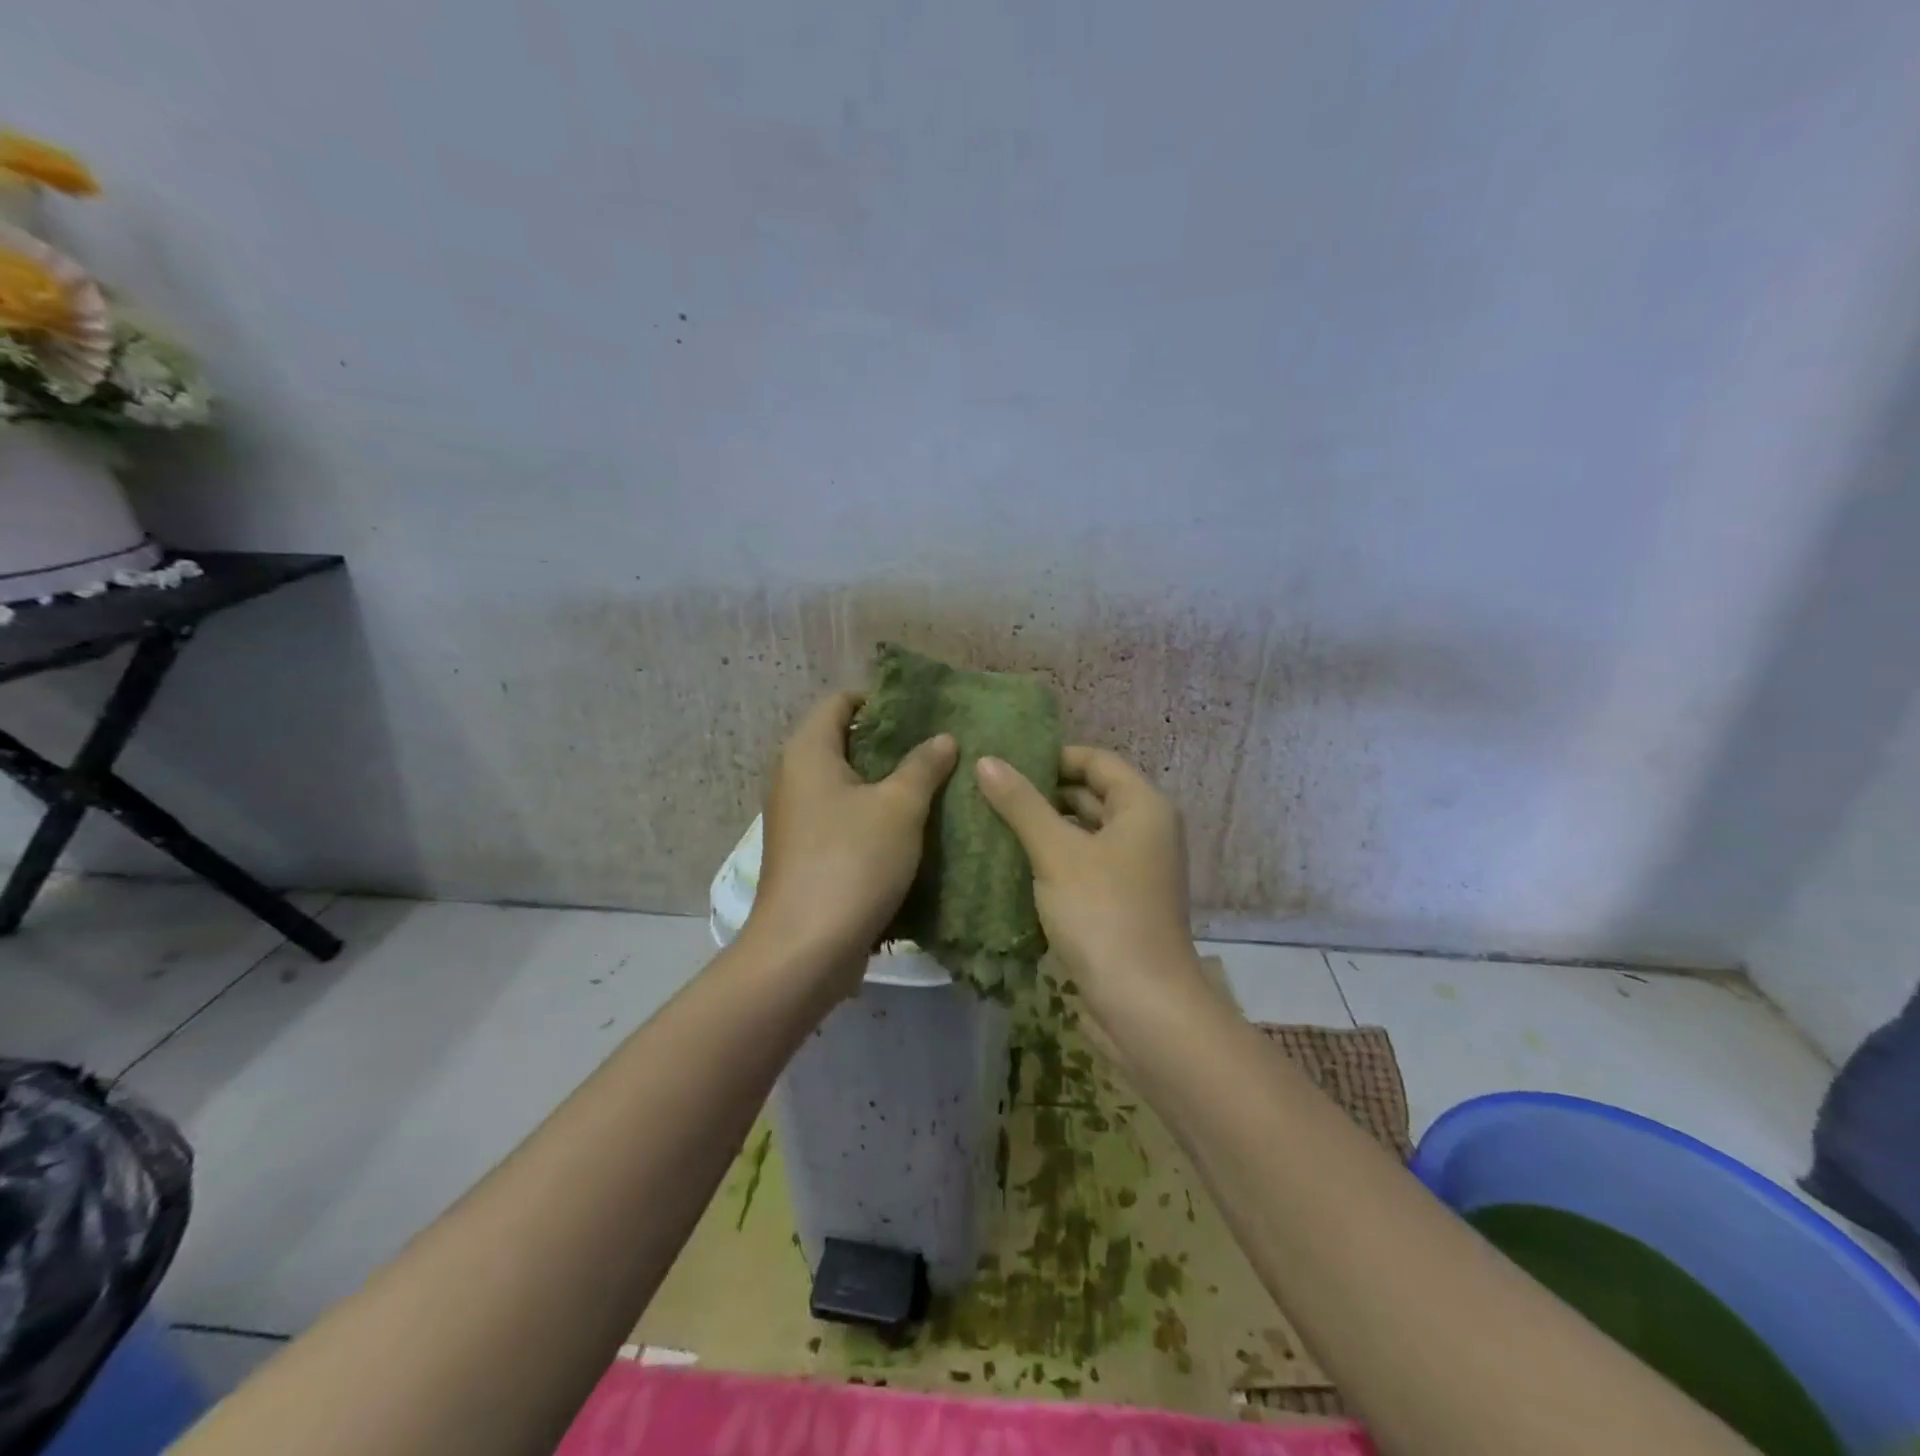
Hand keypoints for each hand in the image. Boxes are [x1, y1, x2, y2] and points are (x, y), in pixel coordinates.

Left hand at [745, 691, 956, 993]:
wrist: (806, 948)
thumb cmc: (852, 861)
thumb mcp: (899, 807)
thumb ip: (923, 766)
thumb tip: (942, 738)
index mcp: (807, 752)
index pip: (839, 701)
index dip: (879, 698)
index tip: (922, 710)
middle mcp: (793, 778)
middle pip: (843, 741)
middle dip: (890, 742)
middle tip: (938, 746)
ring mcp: (797, 819)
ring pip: (846, 784)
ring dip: (885, 782)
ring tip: (934, 783)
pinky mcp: (806, 854)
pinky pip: (843, 818)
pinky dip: (873, 815)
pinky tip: (912, 827)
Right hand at [975, 746, 1203, 1023]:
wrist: (1142, 1005)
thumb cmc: (1103, 914)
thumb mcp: (1056, 853)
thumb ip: (1021, 804)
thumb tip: (986, 761)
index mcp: (1143, 807)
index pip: (1096, 761)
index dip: (1053, 756)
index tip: (1006, 762)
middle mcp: (1145, 831)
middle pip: (1090, 795)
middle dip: (1042, 793)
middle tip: (989, 790)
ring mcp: (1134, 870)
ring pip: (1084, 833)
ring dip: (1044, 828)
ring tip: (991, 821)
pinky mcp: (1119, 901)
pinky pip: (1083, 865)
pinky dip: (1053, 860)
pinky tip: (1012, 863)